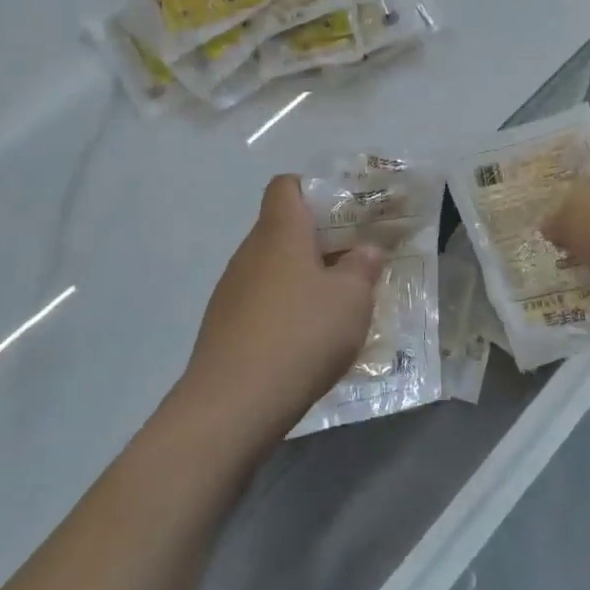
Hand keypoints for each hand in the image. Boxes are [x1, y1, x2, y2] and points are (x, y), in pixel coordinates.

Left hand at [176, 175, 382, 441]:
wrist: (232, 404)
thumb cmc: (300, 335)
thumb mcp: (351, 299)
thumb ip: (362, 268)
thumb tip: (365, 250)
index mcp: (280, 231)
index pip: (287, 185)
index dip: (315, 190)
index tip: (345, 213)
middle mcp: (250, 251)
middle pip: (283, 228)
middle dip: (319, 241)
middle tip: (355, 262)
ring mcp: (232, 289)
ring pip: (273, 267)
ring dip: (303, 278)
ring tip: (336, 306)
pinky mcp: (224, 325)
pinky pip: (261, 301)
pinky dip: (284, 309)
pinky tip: (305, 340)